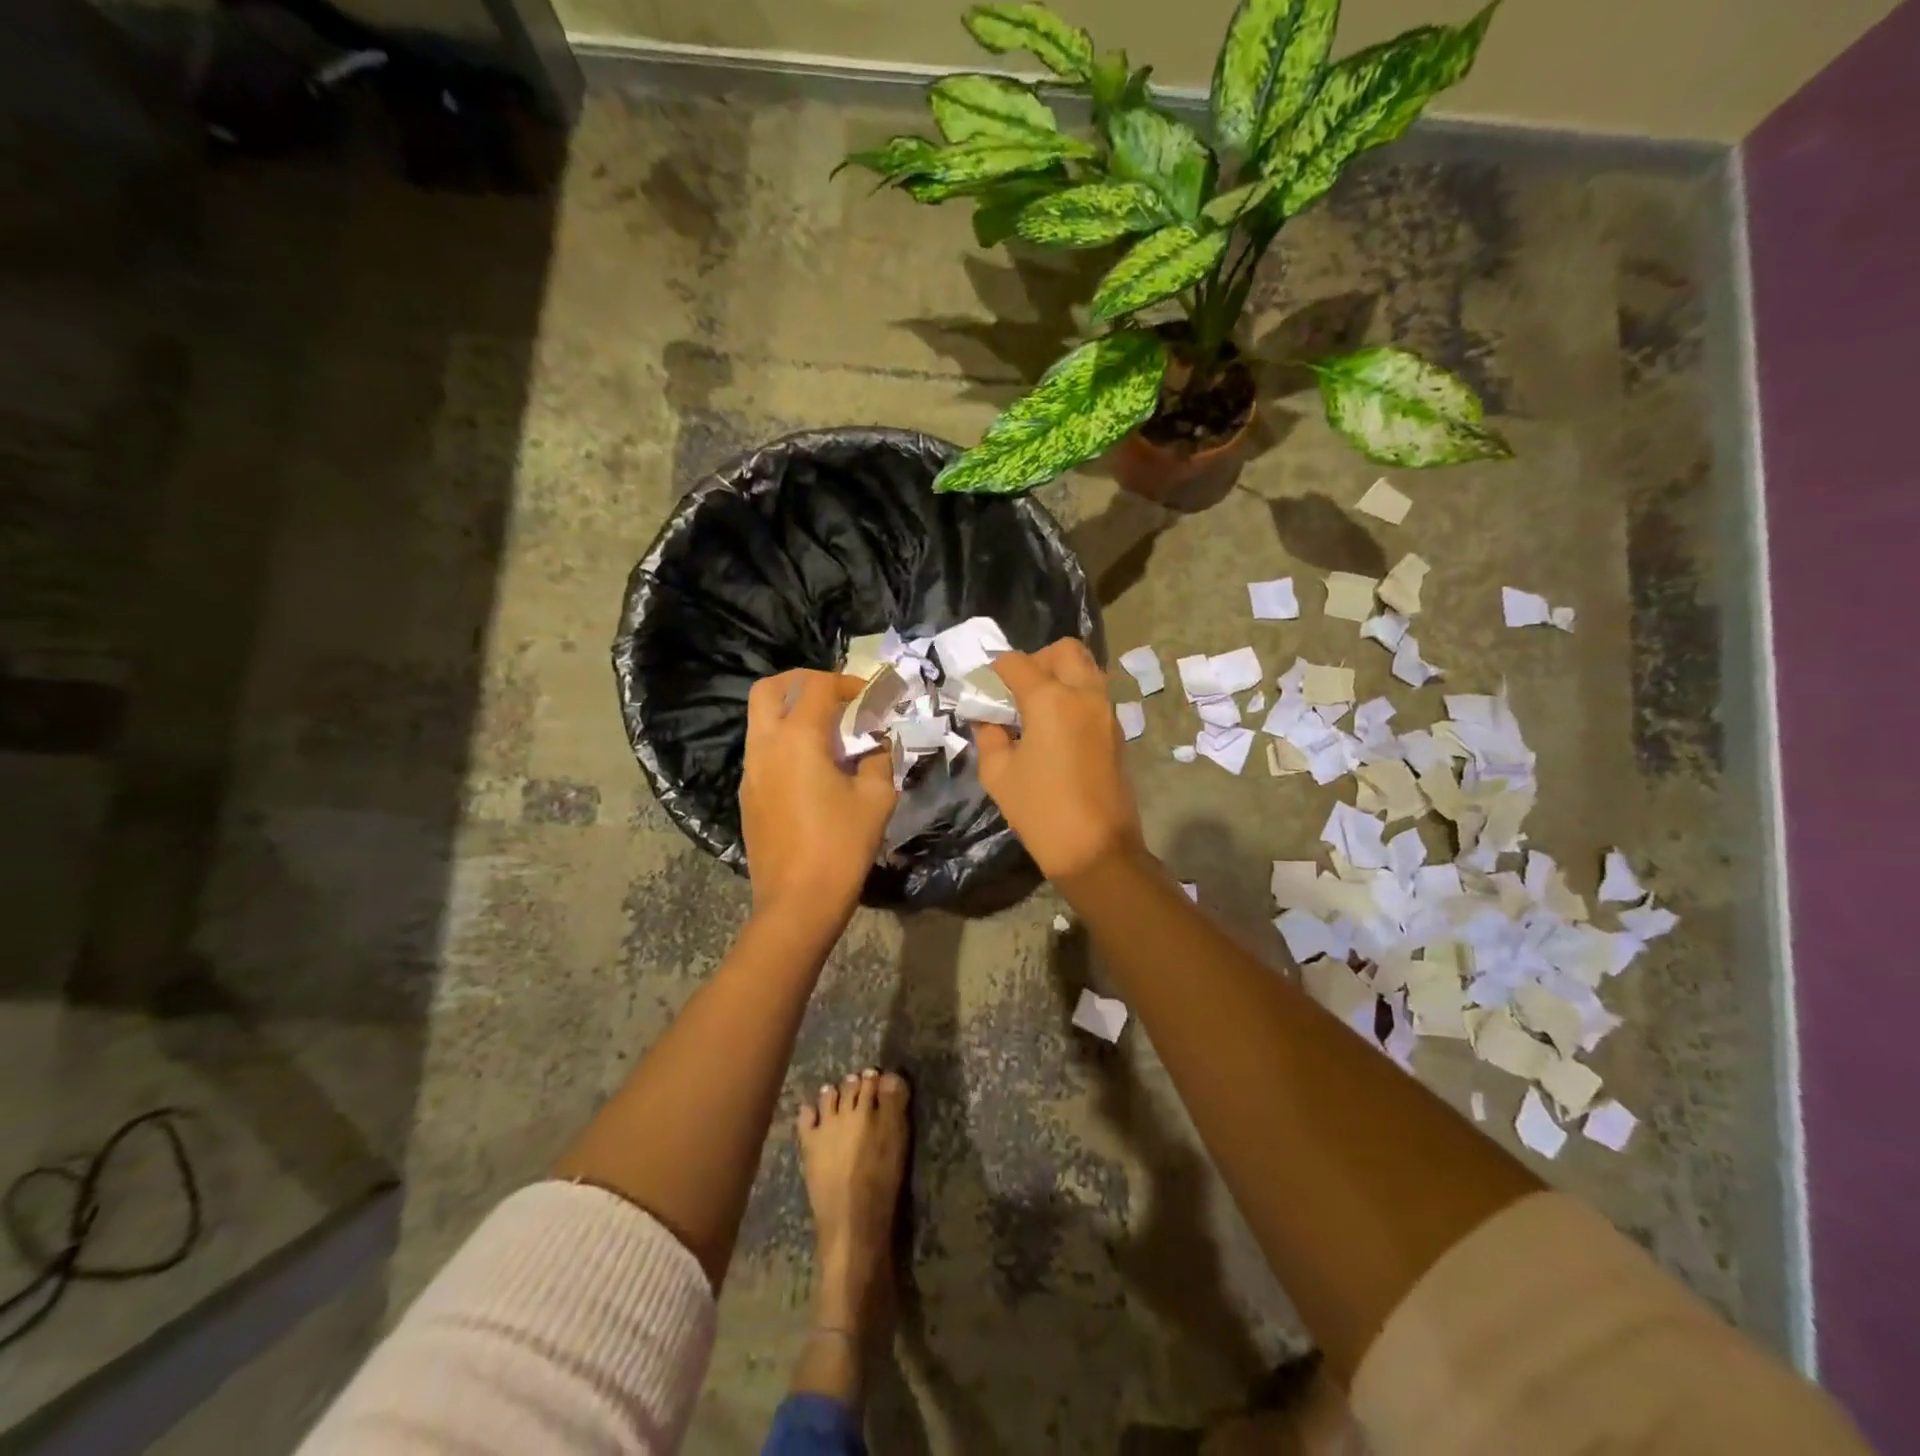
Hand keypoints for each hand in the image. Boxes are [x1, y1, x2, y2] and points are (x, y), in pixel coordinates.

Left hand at [740, 670, 897, 930]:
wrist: (798, 903)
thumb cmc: (841, 847)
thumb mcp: (876, 799)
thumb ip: (879, 760)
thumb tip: (878, 744)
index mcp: (797, 739)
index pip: (816, 686)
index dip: (846, 683)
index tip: (869, 697)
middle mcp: (765, 746)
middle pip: (769, 689)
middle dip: (802, 682)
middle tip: (833, 696)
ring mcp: (750, 771)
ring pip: (760, 719)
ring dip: (791, 712)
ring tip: (828, 732)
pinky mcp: (748, 795)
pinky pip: (762, 750)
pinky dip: (784, 741)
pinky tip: (813, 767)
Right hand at [974, 640, 1143, 881]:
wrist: (1097, 849)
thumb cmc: (1041, 811)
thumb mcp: (999, 774)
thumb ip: (989, 736)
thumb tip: (988, 719)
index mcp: (1051, 700)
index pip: (1018, 663)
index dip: (995, 669)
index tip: (983, 686)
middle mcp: (1084, 695)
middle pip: (1064, 650)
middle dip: (1037, 660)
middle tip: (1017, 689)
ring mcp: (1106, 712)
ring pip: (1086, 669)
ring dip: (1060, 675)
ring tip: (1036, 707)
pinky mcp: (1116, 731)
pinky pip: (1095, 695)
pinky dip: (1075, 696)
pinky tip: (1055, 727)